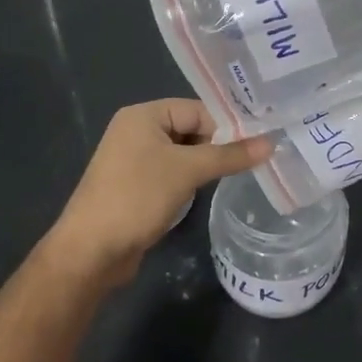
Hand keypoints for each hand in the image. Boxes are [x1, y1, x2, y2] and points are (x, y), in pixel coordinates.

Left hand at [45, 99, 271, 287]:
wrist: (90, 251)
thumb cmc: (138, 197)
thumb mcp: (188, 171)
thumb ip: (229, 155)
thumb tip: (271, 143)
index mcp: (143, 115)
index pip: (197, 109)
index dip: (225, 127)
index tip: (255, 145)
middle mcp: (136, 130)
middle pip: (190, 129)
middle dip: (217, 146)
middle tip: (249, 162)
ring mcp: (133, 159)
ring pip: (182, 153)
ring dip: (204, 165)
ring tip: (233, 177)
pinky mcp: (134, 185)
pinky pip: (170, 172)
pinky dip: (188, 180)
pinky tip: (203, 193)